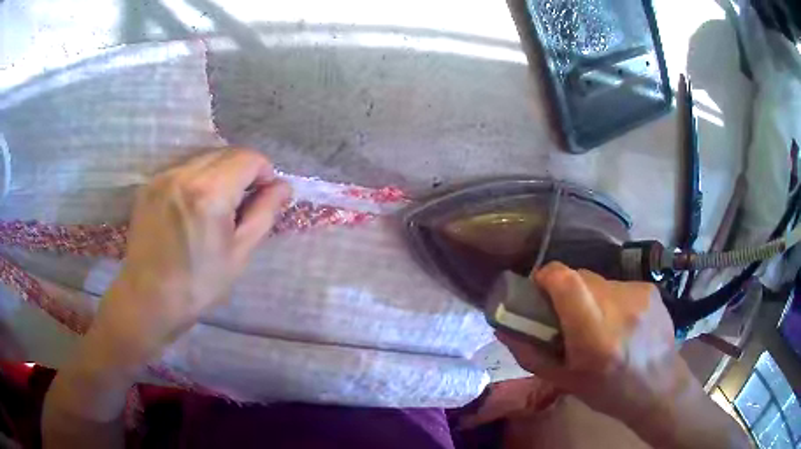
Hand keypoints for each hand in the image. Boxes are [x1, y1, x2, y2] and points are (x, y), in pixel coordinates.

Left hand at [44, 149, 290, 446]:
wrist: (148, 299)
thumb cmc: (198, 284)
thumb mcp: (240, 253)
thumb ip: (264, 212)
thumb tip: (283, 186)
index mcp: (209, 193)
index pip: (248, 158)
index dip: (264, 173)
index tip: (263, 197)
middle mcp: (184, 174)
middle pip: (227, 153)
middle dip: (243, 172)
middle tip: (242, 205)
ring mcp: (163, 177)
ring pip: (204, 158)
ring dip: (220, 174)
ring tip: (216, 208)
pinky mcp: (149, 185)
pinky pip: (183, 169)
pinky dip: (197, 179)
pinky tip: (193, 208)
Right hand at [497, 263, 748, 448]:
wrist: (659, 386)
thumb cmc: (608, 391)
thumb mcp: (565, 381)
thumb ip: (530, 353)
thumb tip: (503, 326)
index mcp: (595, 337)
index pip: (567, 282)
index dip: (548, 276)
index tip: (539, 287)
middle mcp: (619, 308)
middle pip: (581, 277)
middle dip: (568, 291)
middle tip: (569, 316)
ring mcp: (639, 294)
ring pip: (600, 281)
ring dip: (591, 297)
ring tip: (599, 323)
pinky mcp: (650, 289)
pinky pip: (618, 285)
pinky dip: (611, 299)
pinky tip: (621, 322)